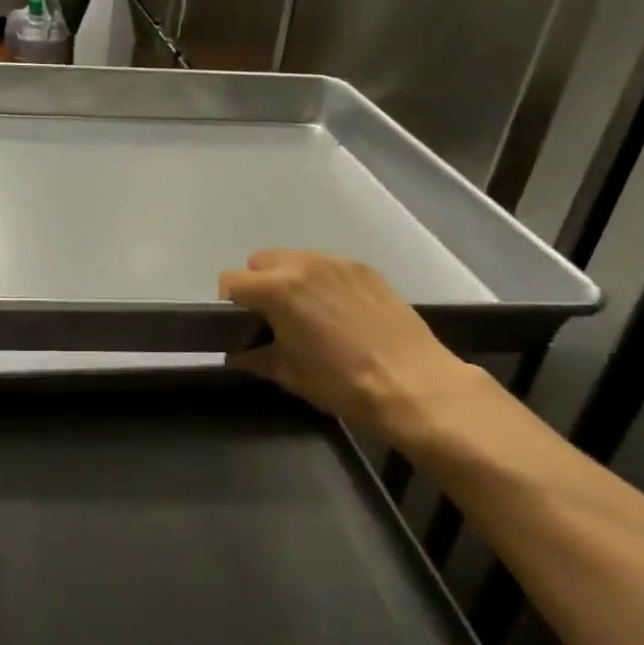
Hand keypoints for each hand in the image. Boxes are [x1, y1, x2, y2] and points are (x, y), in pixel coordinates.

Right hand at [219, 250, 485, 443]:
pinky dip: (321, 282)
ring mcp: (338, 263)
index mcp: (277, 289)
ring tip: (308, 315)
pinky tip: (339, 313)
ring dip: (290, 280)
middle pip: (260, 261)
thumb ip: (255, 357)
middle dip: (258, 286)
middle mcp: (304, 264)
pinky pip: (328, 266)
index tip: (242, 326)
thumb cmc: (342, 382)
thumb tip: (236, 353)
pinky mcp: (365, 269)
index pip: (231, 281)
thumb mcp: (289, 375)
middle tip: (273, 319)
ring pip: (296, 260)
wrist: (414, 384)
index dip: (229, 304)